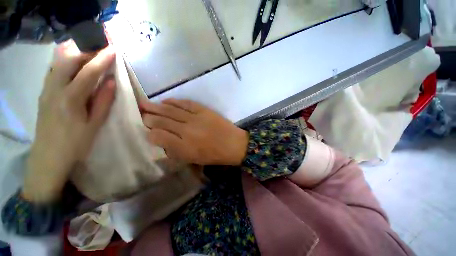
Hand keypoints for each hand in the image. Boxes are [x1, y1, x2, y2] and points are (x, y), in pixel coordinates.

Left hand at [23, 42, 116, 202]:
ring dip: (75, 55)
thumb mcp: (94, 124)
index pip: (88, 72)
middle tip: (101, 49)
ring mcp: (46, 90)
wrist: (48, 158)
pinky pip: (53, 71)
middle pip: (69, 61)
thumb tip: (112, 82)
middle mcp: (54, 89)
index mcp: (70, 99)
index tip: (113, 49)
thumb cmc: (75, 143)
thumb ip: (103, 101)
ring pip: (58, 64)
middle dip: (86, 51)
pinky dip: (65, 63)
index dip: (102, 60)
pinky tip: (73, 65)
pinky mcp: (43, 93)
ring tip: (89, 53)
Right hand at [140, 99, 248, 165]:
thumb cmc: (214, 155)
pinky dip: (174, 101)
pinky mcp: (203, 110)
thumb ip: (176, 151)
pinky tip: (165, 101)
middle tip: (139, 113)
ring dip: (156, 107)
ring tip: (144, 104)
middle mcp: (186, 131)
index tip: (146, 131)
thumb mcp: (193, 159)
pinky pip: (186, 103)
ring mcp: (195, 118)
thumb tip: (161, 140)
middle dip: (149, 117)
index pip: (159, 137)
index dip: (150, 133)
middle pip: (162, 122)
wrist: (233, 144)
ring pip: (171, 111)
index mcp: (184, 147)